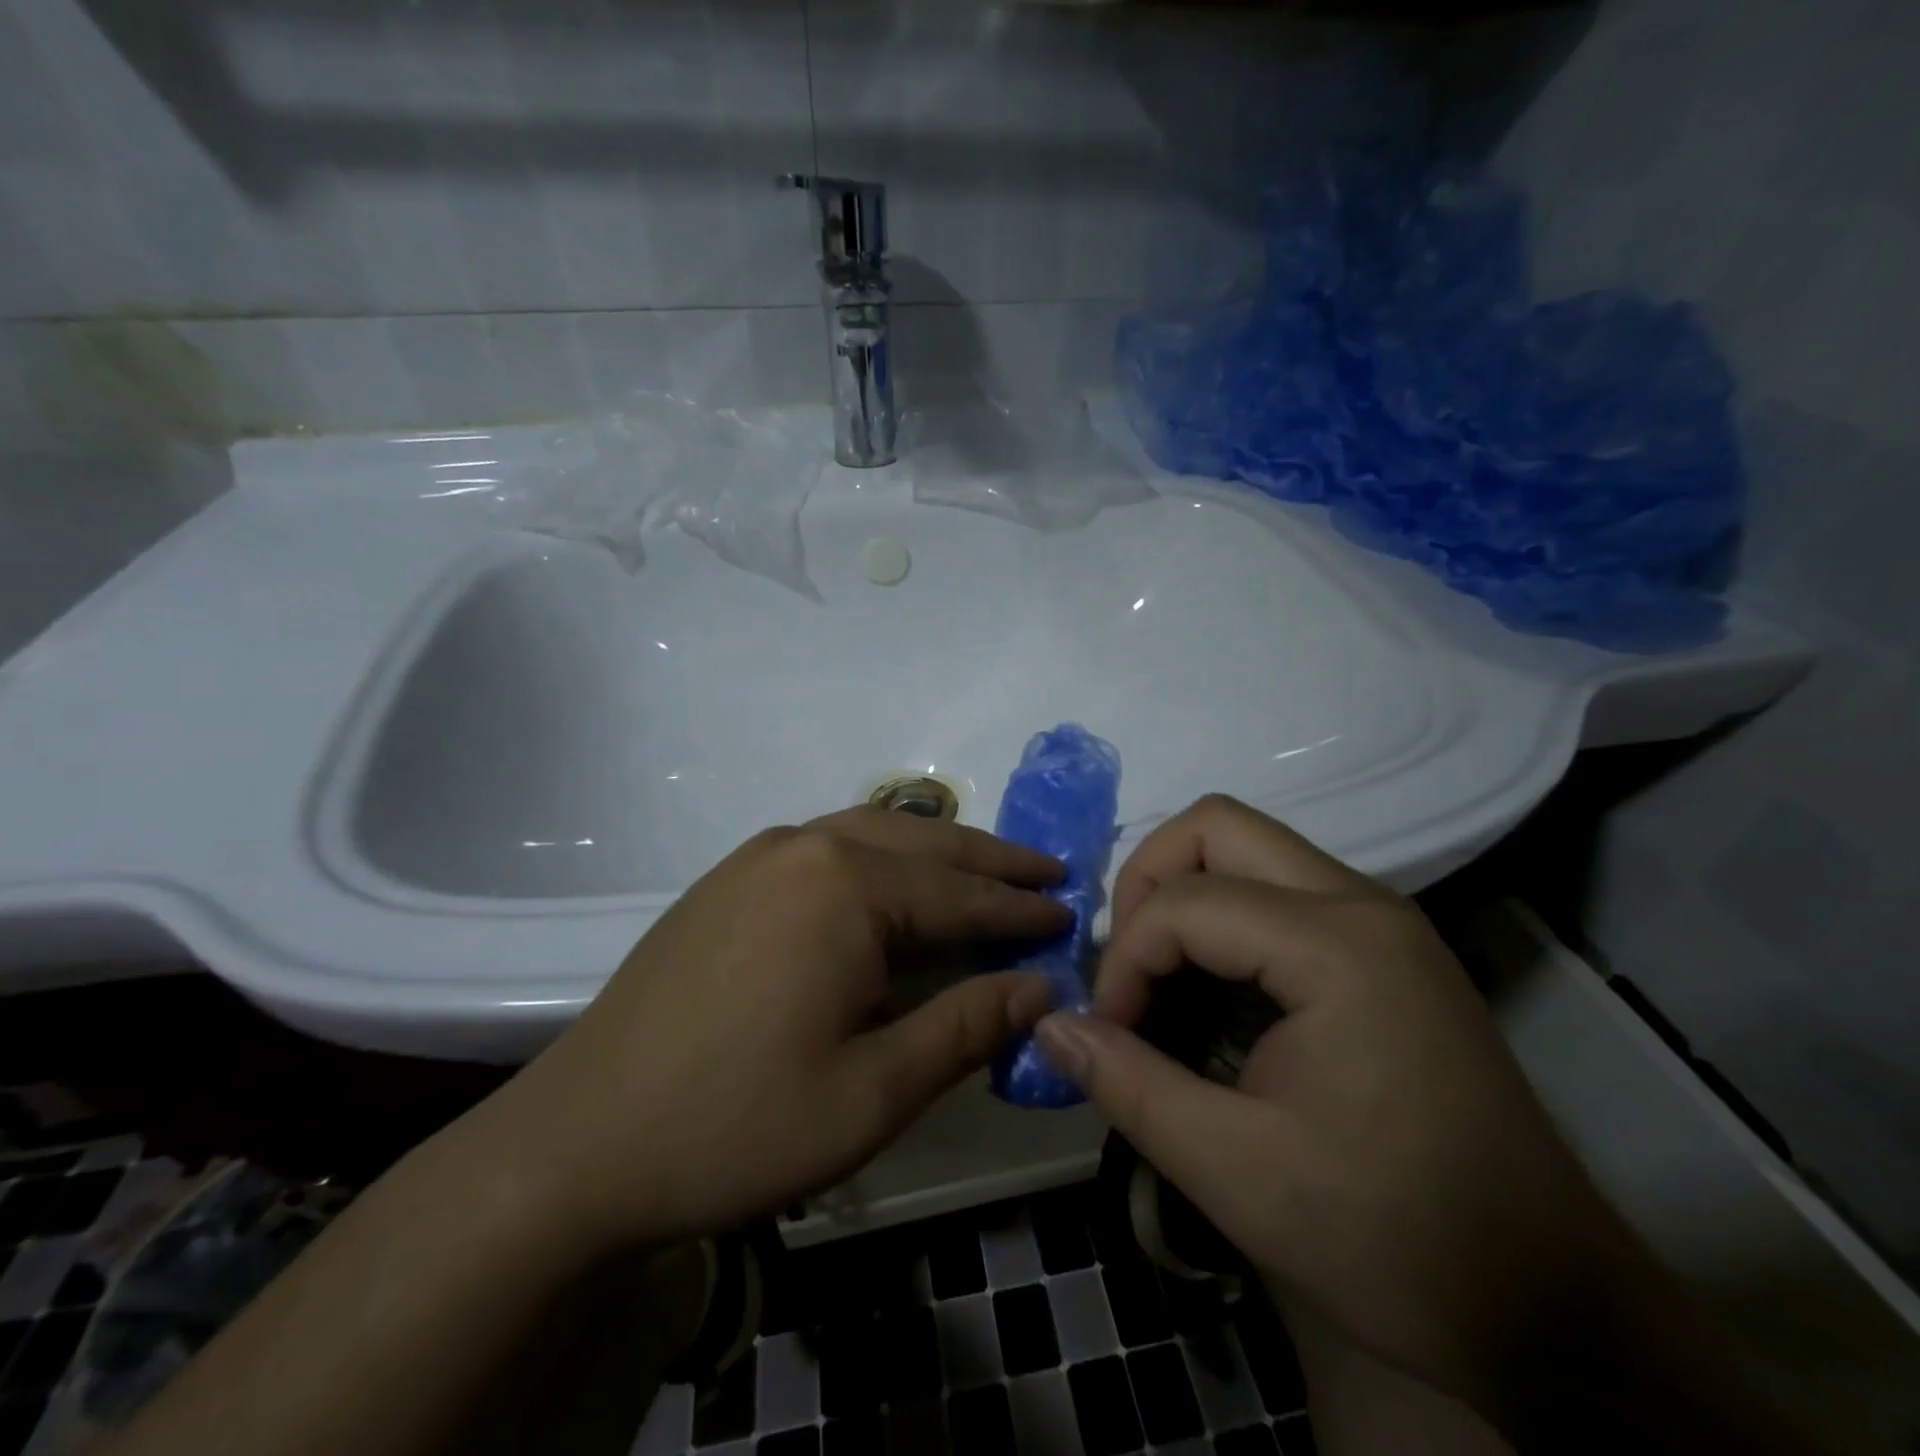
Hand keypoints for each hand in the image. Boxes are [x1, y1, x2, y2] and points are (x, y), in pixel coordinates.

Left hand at [486, 809, 1069, 1249]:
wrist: (578, 1142)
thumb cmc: (737, 1123)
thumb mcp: (872, 1091)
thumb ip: (965, 1027)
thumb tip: (1041, 986)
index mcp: (845, 887)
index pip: (959, 893)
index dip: (1019, 909)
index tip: (1068, 913)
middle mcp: (806, 846)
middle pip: (923, 843)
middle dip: (990, 859)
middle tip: (1046, 871)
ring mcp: (759, 855)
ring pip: (873, 832)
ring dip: (936, 850)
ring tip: (983, 870)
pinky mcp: (729, 877)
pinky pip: (827, 845)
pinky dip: (880, 855)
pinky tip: (892, 880)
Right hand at [1036, 796, 1643, 1423]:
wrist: (1552, 1306)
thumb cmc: (1394, 1239)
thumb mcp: (1236, 1172)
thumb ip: (1128, 1086)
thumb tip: (1049, 1025)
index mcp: (1336, 947)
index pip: (1185, 903)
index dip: (1124, 960)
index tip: (1109, 1034)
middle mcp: (1362, 905)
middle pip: (1217, 826)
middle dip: (1147, 881)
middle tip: (1128, 966)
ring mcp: (1380, 920)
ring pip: (1248, 847)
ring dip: (1184, 894)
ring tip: (1158, 977)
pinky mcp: (1385, 948)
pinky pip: (1278, 888)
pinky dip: (1223, 917)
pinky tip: (1211, 991)